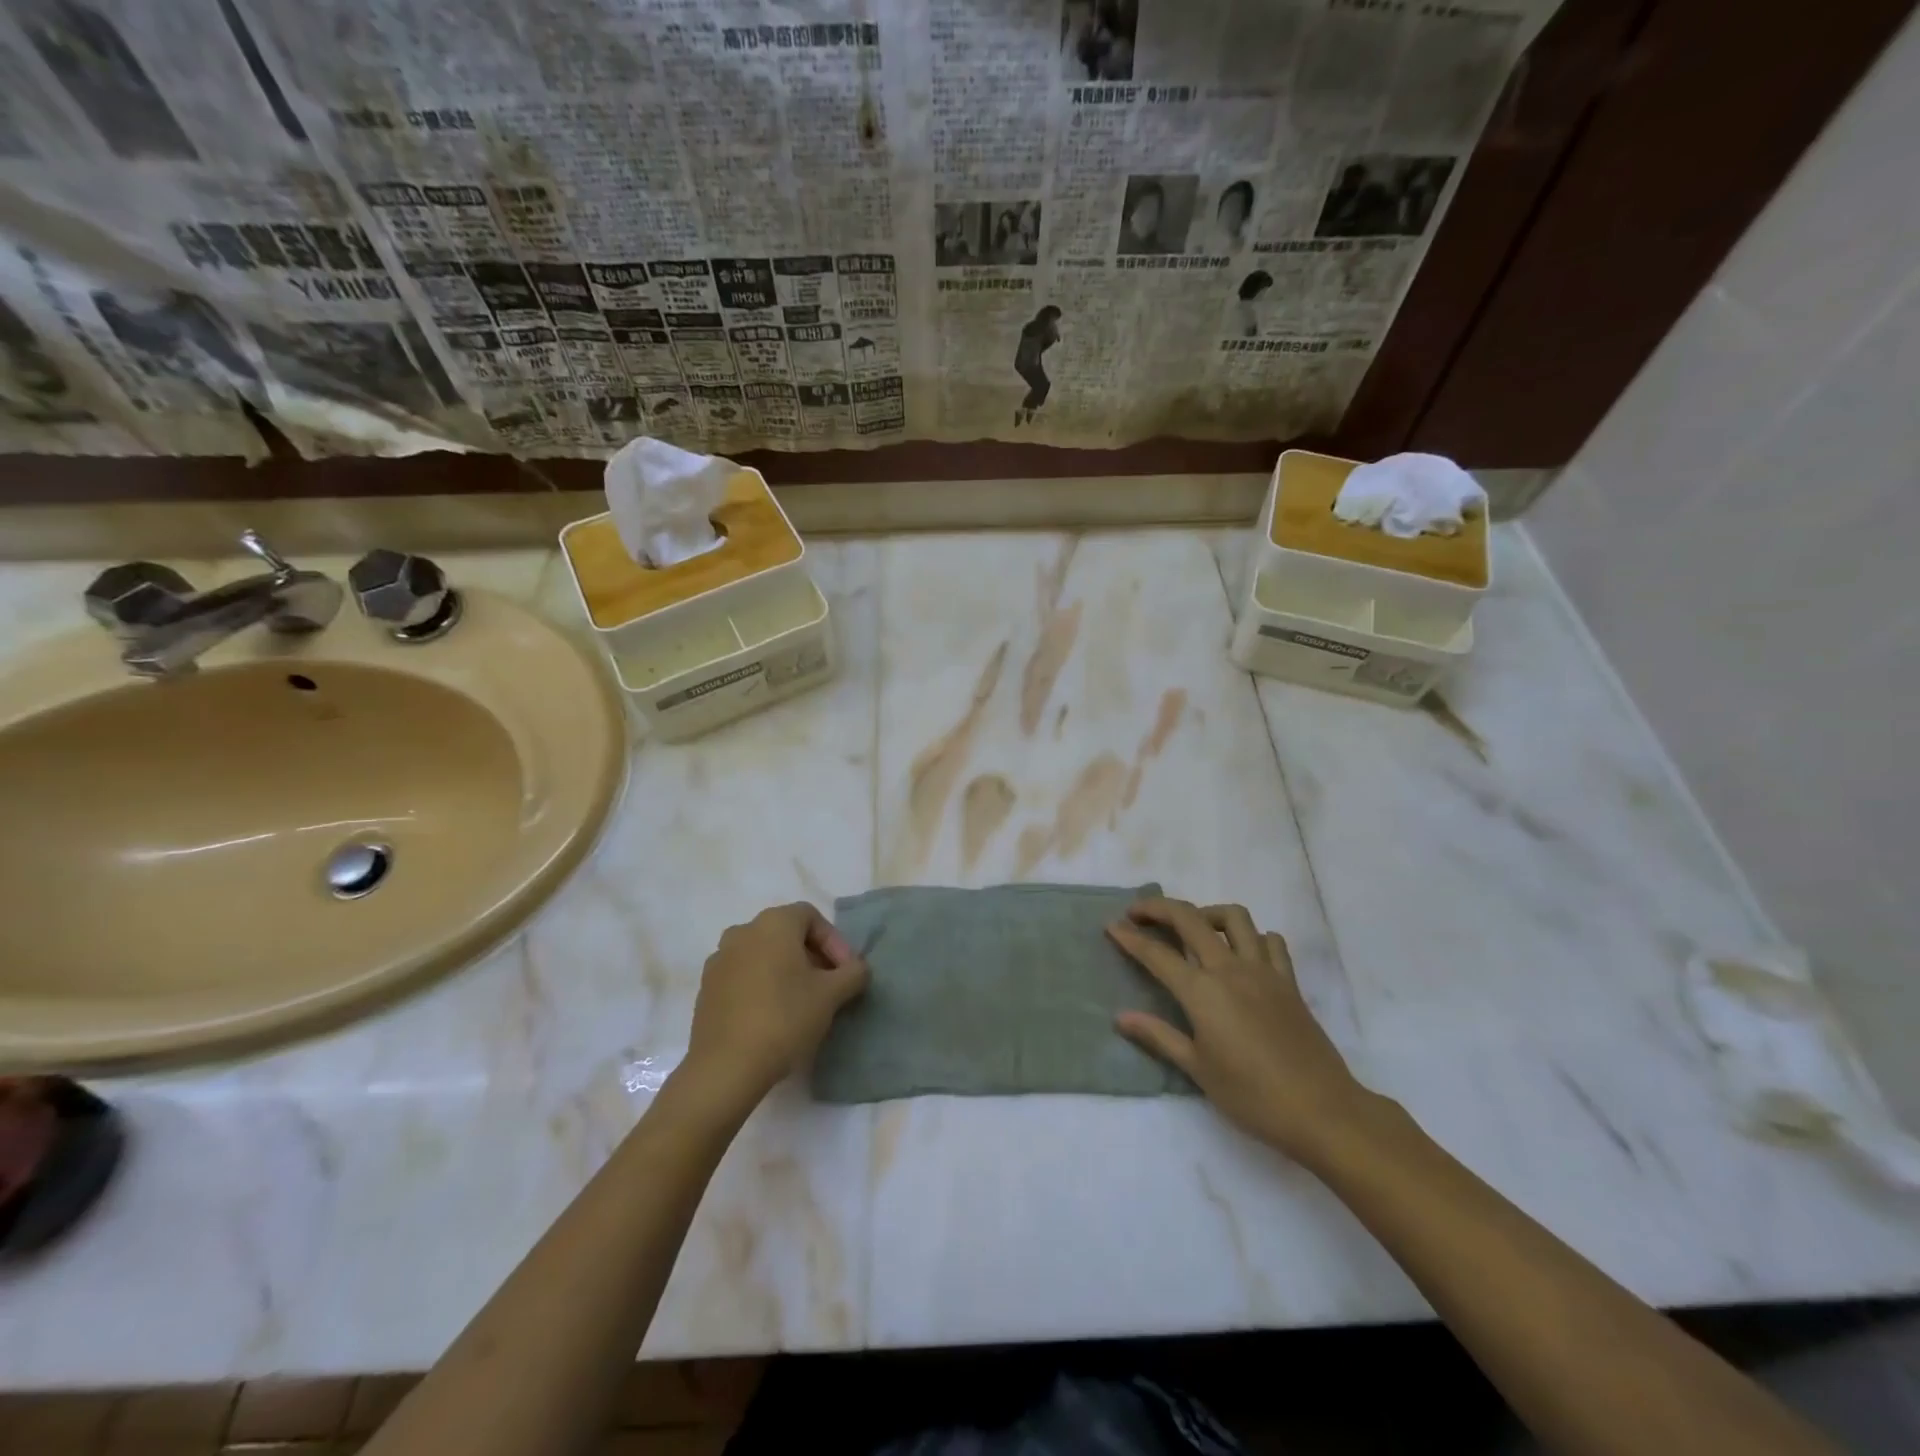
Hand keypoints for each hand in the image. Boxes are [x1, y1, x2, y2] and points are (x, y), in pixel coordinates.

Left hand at [685, 903, 867, 1104]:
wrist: (725, 1067)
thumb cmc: (784, 1018)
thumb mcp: (832, 995)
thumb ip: (853, 973)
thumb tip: (857, 968)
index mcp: (773, 923)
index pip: (811, 917)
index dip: (835, 941)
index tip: (846, 972)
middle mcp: (742, 931)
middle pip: (786, 934)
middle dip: (812, 956)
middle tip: (830, 986)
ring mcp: (719, 960)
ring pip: (763, 955)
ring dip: (786, 971)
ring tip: (802, 1002)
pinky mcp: (706, 988)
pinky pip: (743, 976)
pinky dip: (762, 986)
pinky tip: (773, 1016)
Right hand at [1108, 897, 1371, 1164]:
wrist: (1322, 1110)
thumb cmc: (1252, 1096)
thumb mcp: (1197, 1069)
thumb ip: (1158, 1036)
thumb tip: (1120, 1018)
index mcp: (1202, 992)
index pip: (1156, 954)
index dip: (1130, 937)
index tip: (1111, 926)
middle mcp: (1229, 969)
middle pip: (1190, 918)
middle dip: (1159, 908)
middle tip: (1138, 913)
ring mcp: (1263, 970)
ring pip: (1234, 917)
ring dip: (1207, 913)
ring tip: (1193, 927)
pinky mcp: (1288, 981)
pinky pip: (1270, 942)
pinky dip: (1252, 937)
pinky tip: (1242, 953)